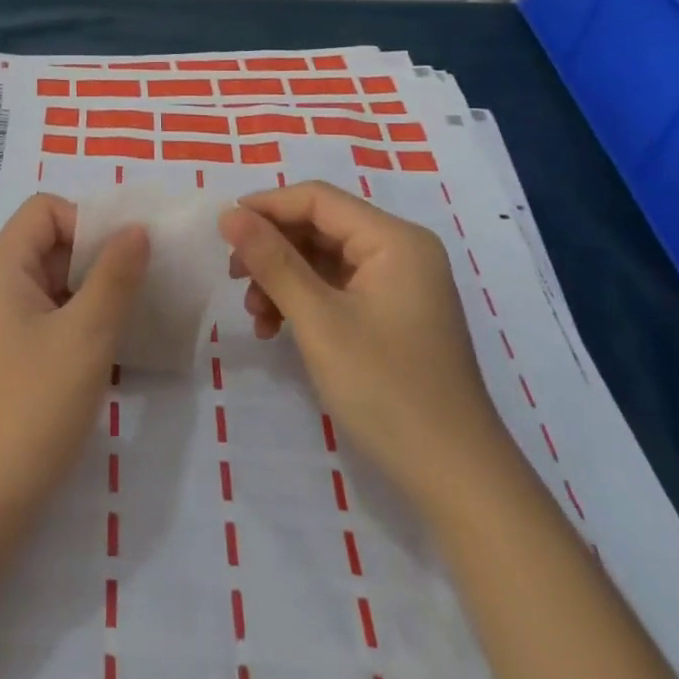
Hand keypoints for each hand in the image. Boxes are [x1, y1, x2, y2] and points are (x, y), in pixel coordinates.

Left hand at [0, 195, 148, 545]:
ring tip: (136, 316)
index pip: (46, 211)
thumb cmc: (32, 407)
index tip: (128, 255)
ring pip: (53, 284)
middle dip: (98, 257)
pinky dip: (81, 323)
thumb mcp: (86, 335)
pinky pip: (49, 319)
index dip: (88, 221)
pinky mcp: (7, 358)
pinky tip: (114, 350)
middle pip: (49, 244)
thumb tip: (137, 228)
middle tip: (144, 284)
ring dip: (94, 293)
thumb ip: (115, 275)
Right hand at [219, 181, 507, 509]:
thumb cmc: (387, 391)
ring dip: (283, 278)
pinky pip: (337, 288)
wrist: (456, 480)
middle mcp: (401, 251)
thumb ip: (272, 260)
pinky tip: (276, 329)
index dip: (265, 207)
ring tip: (255, 313)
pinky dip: (303, 301)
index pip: (317, 199)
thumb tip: (229, 214)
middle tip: (234, 278)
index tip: (222, 231)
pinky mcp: (393, 314)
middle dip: (272, 249)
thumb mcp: (318, 321)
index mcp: (394, 239)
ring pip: (323, 258)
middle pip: (320, 226)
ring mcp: (400, 284)